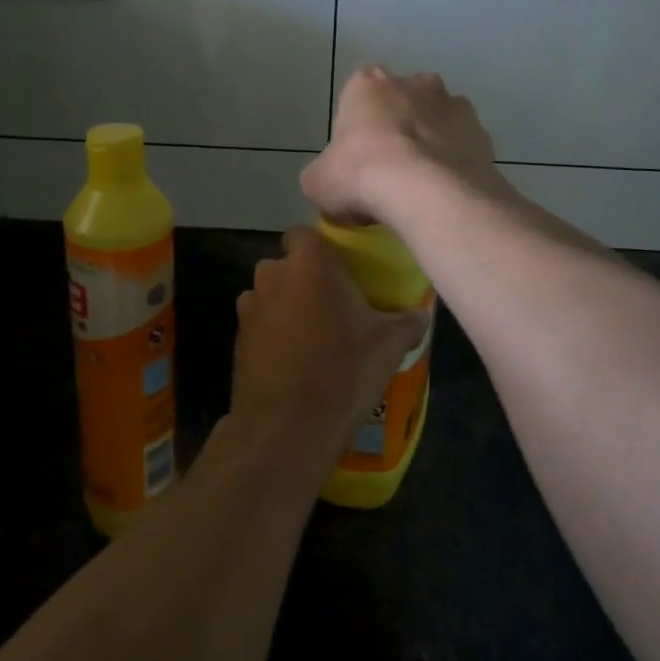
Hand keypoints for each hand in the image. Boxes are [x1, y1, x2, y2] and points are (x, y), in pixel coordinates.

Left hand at [230, 227, 427, 470]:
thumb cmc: (344, 370)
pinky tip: (295, 362)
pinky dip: (274, 335)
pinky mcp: (237, 340)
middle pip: (287, 265)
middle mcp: (273, 275)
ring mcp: (249, 308)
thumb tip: (422, 314)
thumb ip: (408, 320)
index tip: (341, 270)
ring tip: (314, 337)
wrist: (287, 427)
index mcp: (310, 263)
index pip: (304, 233)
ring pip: (271, 295)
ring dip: (287, 307)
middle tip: (334, 306)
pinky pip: (260, 325)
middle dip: (305, 279)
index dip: (320, 248)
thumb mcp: (390, 344)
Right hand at [302, 66, 501, 227]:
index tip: (357, 159)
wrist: (426, 192)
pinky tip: (447, 193)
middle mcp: (414, 83)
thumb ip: (324, 173)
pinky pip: (464, 147)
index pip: (359, 96)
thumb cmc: (360, 175)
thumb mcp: (318, 181)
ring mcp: (454, 105)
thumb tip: (331, 182)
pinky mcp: (482, 133)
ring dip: (432, 143)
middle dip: (399, 127)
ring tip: (422, 186)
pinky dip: (457, 163)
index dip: (358, 128)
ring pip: (439, 120)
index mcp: (368, 83)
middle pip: (403, 102)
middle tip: (390, 171)